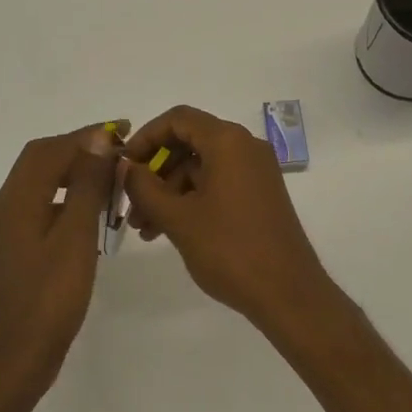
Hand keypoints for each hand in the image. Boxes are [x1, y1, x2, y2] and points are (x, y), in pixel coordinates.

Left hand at [0, 125, 118, 408]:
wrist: (11, 362)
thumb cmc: (48, 300)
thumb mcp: (74, 237)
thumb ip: (86, 185)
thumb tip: (98, 139)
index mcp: (17, 200)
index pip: (50, 149)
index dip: (87, 135)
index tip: (124, 130)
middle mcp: (7, 207)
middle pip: (41, 161)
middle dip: (81, 149)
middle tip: (120, 151)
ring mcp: (9, 231)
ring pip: (42, 185)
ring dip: (76, 174)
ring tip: (113, 180)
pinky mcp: (17, 251)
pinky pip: (44, 208)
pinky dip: (69, 200)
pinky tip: (93, 217)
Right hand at [121, 105, 333, 330]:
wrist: (288, 293)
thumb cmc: (230, 249)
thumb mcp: (178, 218)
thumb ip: (145, 187)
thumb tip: (126, 167)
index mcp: (228, 141)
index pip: (178, 119)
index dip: (145, 137)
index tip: (124, 165)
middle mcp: (245, 147)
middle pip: (188, 143)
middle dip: (154, 172)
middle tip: (129, 204)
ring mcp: (255, 172)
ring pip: (200, 168)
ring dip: (169, 192)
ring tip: (144, 229)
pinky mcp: (259, 195)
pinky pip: (217, 184)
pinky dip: (191, 201)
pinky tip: (167, 232)